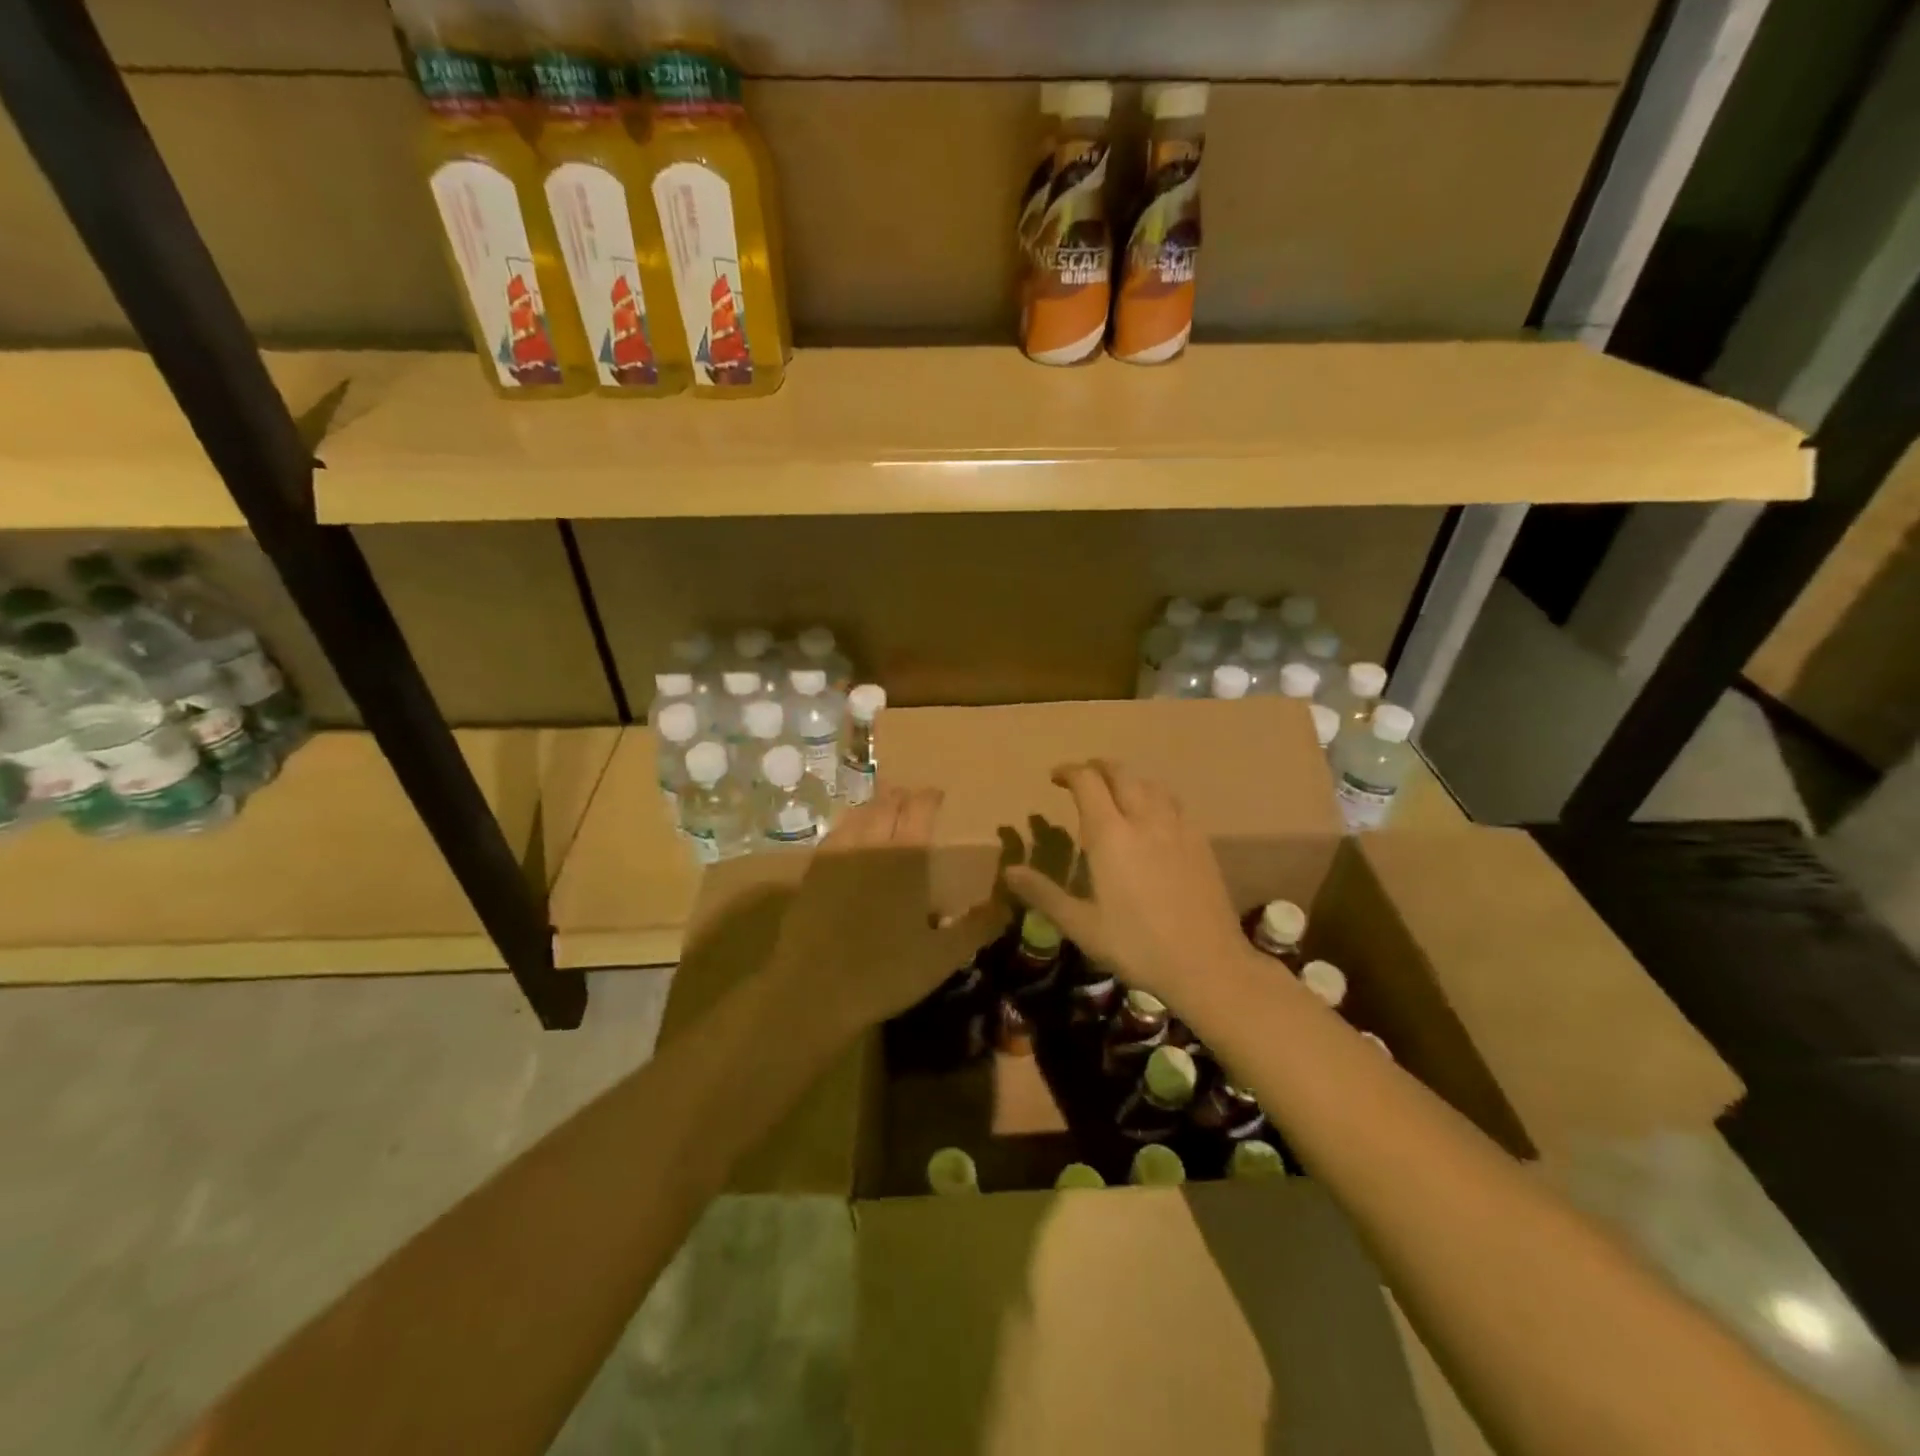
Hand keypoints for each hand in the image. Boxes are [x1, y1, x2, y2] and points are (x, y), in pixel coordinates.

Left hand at [766, 786, 1006, 1035]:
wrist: (812, 991)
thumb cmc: (885, 972)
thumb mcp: (943, 956)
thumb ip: (978, 926)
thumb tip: (1010, 904)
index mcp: (907, 856)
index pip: (920, 808)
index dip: (930, 797)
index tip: (938, 795)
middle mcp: (872, 843)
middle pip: (887, 804)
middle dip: (902, 797)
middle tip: (912, 799)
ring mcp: (837, 855)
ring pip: (858, 814)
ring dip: (875, 806)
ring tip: (884, 810)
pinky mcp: (812, 872)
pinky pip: (835, 834)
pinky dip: (849, 825)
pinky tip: (850, 837)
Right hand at [1005, 760, 1249, 1005]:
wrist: (1208, 964)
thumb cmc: (1138, 946)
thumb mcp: (1082, 926)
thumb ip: (1044, 894)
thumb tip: (1010, 871)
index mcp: (1111, 836)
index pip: (1088, 783)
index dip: (1069, 772)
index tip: (1055, 778)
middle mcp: (1144, 820)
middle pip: (1121, 774)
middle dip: (1098, 768)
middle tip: (1082, 777)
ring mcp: (1177, 828)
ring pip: (1151, 784)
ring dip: (1128, 780)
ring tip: (1117, 793)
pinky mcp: (1201, 842)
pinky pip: (1174, 803)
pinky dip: (1156, 797)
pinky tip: (1154, 818)